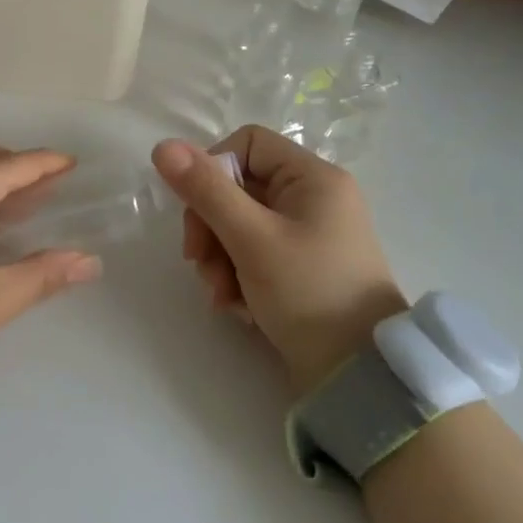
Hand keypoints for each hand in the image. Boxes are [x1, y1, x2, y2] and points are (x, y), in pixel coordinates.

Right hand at [152, 126, 404, 393]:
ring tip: (221, 295)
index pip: (246, 144)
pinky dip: (238, 275)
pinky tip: (237, 305)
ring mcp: (308, 234)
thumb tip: (163, 146)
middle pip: (237, 187)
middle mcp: (313, 198)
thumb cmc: (309, 293)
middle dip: (211, 226)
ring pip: (239, 223)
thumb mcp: (251, 239)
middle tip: (199, 262)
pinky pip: (254, 253)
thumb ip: (206, 191)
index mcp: (313, 177)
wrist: (360, 378)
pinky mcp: (301, 267)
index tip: (198, 210)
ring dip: (219, 256)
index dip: (213, 170)